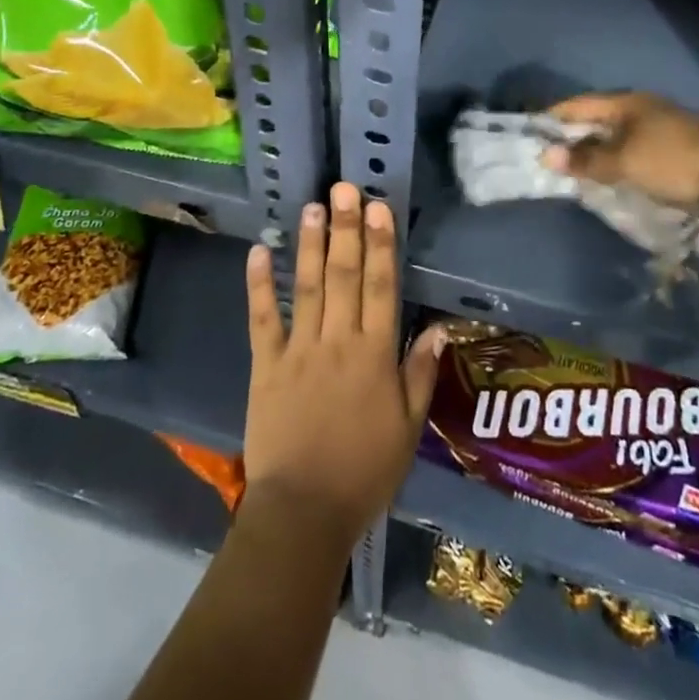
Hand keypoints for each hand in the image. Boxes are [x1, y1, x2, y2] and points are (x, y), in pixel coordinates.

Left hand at [243, 183, 445, 549]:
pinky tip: (259, 251)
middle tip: (344, 187)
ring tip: (312, 206)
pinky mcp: (266, 364)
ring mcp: (298, 350)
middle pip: (344, 275)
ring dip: (309, 244)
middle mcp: (338, 341)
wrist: (304, 511)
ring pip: (306, 287)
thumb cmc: (364, 472)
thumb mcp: (407, 430)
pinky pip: (263, 319)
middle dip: (346, 228)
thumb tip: (439, 330)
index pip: (381, 287)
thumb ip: (420, 376)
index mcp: (374, 355)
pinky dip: (259, 285)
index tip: (378, 207)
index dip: (381, 244)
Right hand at [540, 91, 698, 209]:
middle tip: (552, 154)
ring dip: (599, 148)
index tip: (532, 132)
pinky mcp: (682, 147)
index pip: (579, 104)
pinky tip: (618, 174)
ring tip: (580, 168)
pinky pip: (638, 147)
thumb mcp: (623, 163)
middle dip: (575, 134)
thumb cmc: (674, 164)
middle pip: (600, 117)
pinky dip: (621, 158)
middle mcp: (646, 107)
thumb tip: (546, 155)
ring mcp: (667, 125)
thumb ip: (585, 160)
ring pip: (621, 133)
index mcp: (628, 102)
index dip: (554, 116)